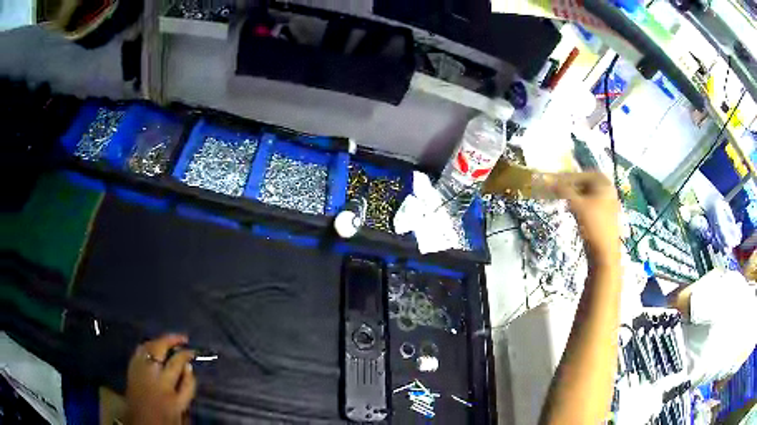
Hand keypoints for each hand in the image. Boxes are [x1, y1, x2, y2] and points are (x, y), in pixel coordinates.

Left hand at [125, 334, 196, 424]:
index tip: (193, 352)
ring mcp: (138, 367)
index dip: (186, 354)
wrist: (143, 420)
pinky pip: (139, 350)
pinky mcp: (131, 367)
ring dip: (159, 341)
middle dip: (171, 340)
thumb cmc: (166, 415)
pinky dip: (148, 345)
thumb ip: (187, 387)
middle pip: (159, 348)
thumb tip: (189, 367)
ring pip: (148, 346)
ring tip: (169, 341)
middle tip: (183, 338)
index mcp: (165, 384)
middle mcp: (150, 372)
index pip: (176, 362)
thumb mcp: (181, 405)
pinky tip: (153, 347)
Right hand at [553, 172, 620, 266]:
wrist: (605, 253)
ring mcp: (606, 201)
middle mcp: (607, 188)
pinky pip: (588, 202)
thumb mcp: (577, 205)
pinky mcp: (603, 213)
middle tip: (553, 189)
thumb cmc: (594, 226)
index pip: (579, 175)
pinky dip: (578, 202)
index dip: (563, 177)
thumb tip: (545, 179)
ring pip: (584, 193)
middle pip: (582, 182)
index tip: (549, 181)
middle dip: (567, 185)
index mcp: (603, 181)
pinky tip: (570, 207)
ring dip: (571, 194)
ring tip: (559, 198)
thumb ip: (562, 190)